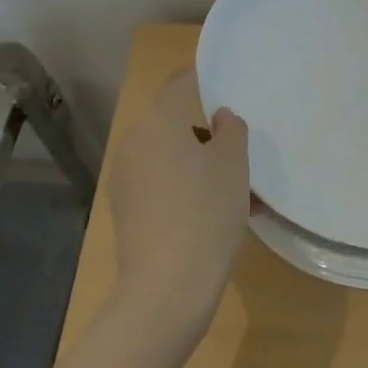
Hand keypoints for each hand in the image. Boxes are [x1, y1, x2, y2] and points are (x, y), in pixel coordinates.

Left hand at [105, 68, 251, 340]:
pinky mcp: (127, 211)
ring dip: (201, 164)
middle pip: (175, 123)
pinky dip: (187, 188)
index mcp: (159, 121)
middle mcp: (135, 142)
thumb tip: (220, 118)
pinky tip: (218, 214)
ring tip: (239, 191)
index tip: (228, 81)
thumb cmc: (206, 213)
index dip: (204, 77)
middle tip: (241, 148)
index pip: (181, 83)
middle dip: (208, 132)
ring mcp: (126, 178)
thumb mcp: (233, 164)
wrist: (165, 290)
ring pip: (171, 157)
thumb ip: (231, 129)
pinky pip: (162, 184)